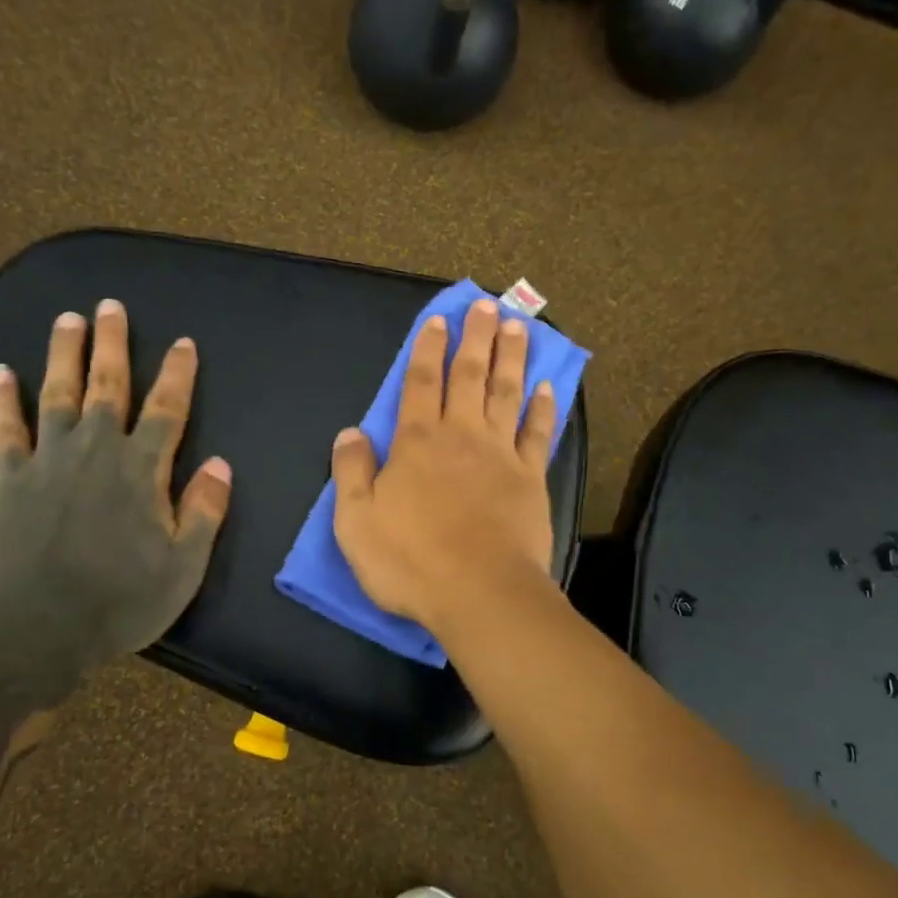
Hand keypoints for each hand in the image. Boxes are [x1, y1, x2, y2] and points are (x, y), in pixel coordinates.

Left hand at [0, 298, 231, 665]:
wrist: (35, 630)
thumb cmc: (119, 601)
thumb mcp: (182, 566)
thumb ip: (204, 512)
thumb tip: (221, 465)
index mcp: (142, 470)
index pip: (168, 409)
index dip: (178, 374)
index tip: (184, 344)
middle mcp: (96, 450)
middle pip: (108, 385)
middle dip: (113, 344)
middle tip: (111, 306)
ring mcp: (48, 460)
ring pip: (58, 394)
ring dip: (64, 354)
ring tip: (67, 319)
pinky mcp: (9, 479)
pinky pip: (6, 429)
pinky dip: (2, 399)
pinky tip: (1, 371)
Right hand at [331, 298, 556, 637]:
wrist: (480, 593)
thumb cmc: (410, 560)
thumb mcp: (356, 521)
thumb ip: (351, 471)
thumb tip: (350, 431)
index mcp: (417, 443)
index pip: (421, 383)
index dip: (428, 349)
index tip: (440, 319)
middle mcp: (461, 436)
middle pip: (469, 375)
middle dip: (477, 337)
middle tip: (489, 304)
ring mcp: (501, 454)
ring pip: (506, 393)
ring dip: (511, 357)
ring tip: (519, 326)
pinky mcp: (531, 478)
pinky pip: (538, 433)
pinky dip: (543, 408)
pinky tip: (547, 387)